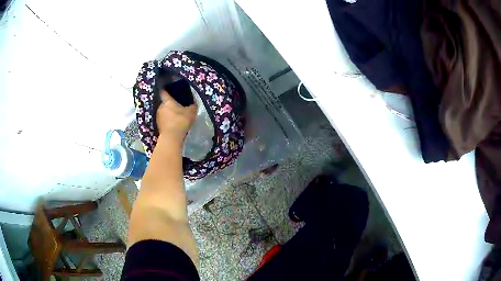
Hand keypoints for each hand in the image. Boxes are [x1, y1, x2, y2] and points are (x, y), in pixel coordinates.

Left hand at [156, 89, 196, 144]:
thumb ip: (193, 106)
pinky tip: (174, 123)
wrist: (171, 138)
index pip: (164, 92)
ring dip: (169, 112)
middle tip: (178, 106)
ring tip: (177, 116)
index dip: (167, 90)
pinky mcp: (158, 125)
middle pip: (165, 102)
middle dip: (171, 104)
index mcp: (167, 101)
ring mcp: (158, 116)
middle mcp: (161, 107)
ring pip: (164, 111)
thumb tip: (193, 103)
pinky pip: (164, 119)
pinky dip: (168, 120)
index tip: (170, 89)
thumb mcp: (191, 112)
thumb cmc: (181, 121)